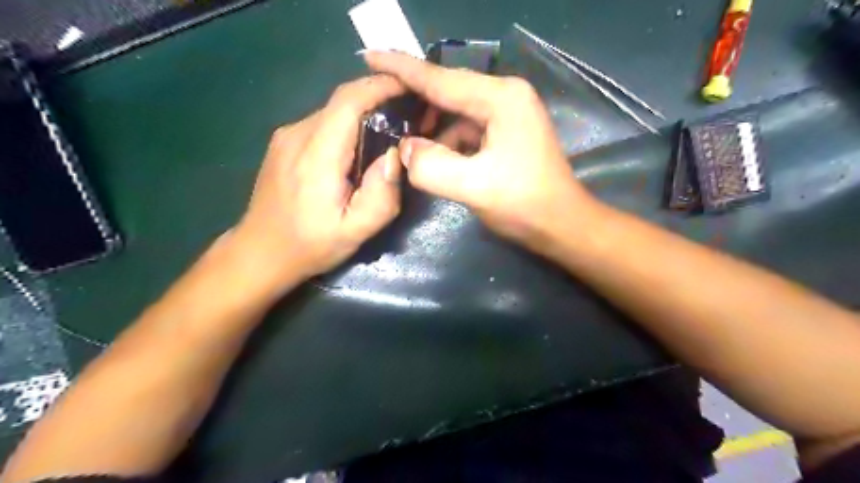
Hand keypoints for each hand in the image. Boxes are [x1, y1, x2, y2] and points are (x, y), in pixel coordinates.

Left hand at [229, 76, 402, 293]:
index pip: (348, 101)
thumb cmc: (310, 245)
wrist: (260, 252)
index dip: (380, 86)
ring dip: (362, 115)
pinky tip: (357, 150)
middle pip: (342, 102)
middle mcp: (297, 135)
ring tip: (387, 133)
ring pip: (333, 112)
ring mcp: (286, 136)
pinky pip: (322, 124)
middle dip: (378, 100)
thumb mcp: (355, 232)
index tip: (409, 87)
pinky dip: (346, 126)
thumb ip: (381, 195)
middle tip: (408, 116)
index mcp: (316, 155)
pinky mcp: (284, 143)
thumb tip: (395, 155)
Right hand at [363, 54, 599, 246]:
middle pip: (449, 91)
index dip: (402, 69)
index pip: (441, 79)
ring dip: (432, 126)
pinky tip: (435, 155)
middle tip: (383, 110)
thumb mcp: (474, 187)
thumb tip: (406, 148)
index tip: (369, 55)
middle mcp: (506, 96)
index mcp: (501, 98)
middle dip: (416, 100)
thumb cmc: (524, 204)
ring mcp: (509, 114)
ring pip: (457, 112)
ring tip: (407, 142)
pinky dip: (448, 140)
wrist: (561, 225)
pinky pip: (468, 128)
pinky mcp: (507, 132)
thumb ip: (432, 166)